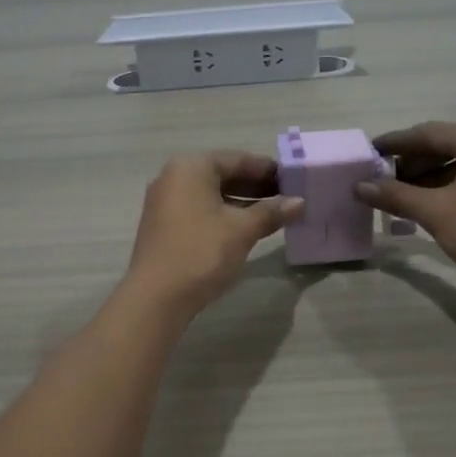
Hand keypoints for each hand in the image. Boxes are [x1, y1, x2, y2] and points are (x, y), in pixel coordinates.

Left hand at [122, 152, 303, 318]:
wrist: (156, 297)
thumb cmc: (202, 252)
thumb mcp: (242, 230)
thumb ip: (271, 212)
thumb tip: (299, 202)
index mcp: (191, 167)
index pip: (237, 159)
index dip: (268, 170)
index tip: (294, 180)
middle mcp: (173, 177)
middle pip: (223, 174)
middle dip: (256, 186)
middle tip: (287, 198)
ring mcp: (165, 202)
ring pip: (211, 194)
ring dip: (242, 203)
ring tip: (273, 215)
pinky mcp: (163, 225)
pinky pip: (200, 210)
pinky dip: (223, 215)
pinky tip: (246, 229)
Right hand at [356, 122, 455, 299]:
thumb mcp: (436, 213)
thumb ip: (396, 195)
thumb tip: (360, 186)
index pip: (428, 133)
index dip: (395, 143)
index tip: (369, 152)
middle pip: (446, 145)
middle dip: (412, 162)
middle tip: (383, 180)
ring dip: (429, 176)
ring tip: (402, 196)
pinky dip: (450, 186)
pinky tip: (431, 206)